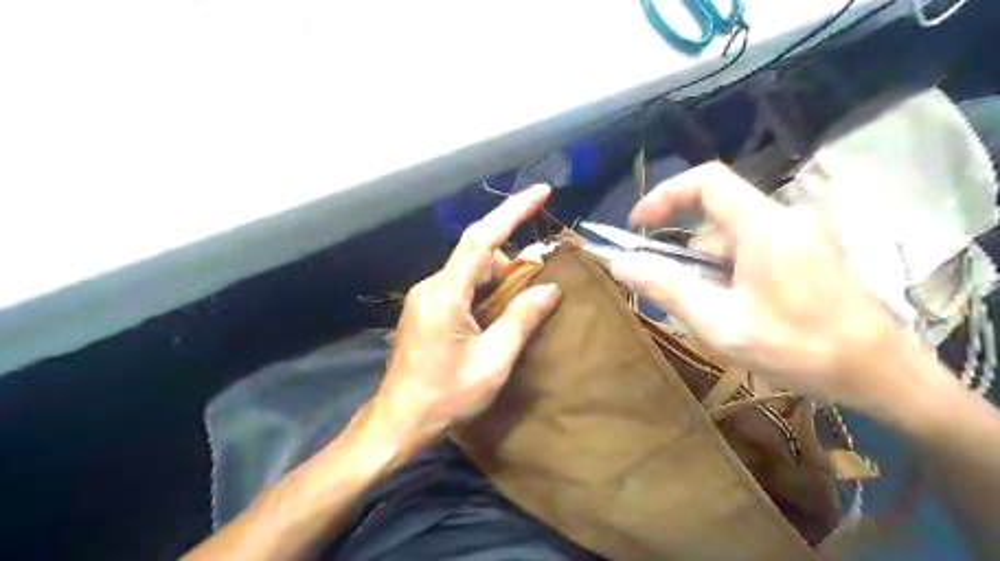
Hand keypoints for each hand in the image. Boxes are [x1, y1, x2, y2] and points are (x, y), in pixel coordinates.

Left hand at [374, 184, 561, 447]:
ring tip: (524, 302)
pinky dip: (485, 289)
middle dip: (513, 261)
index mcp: (445, 294)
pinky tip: (499, 311)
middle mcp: (432, 286)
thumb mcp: (492, 362)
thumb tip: (550, 289)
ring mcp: (425, 297)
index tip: (540, 191)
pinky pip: (461, 286)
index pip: (481, 239)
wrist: (398, 422)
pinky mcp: (426, 309)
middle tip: (541, 280)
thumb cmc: (445, 397)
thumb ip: (521, 320)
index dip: (512, 211)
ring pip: (470, 271)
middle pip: (478, 255)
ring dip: (500, 278)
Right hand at [614, 162, 912, 412]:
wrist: (882, 375)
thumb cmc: (800, 349)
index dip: (666, 195)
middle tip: (679, 296)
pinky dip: (732, 272)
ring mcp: (800, 234)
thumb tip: (620, 262)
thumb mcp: (721, 323)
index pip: (707, 181)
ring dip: (711, 270)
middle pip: (716, 218)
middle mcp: (784, 218)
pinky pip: (753, 248)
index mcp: (764, 226)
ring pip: (733, 238)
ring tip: (717, 315)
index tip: (638, 225)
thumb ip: (667, 289)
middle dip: (689, 255)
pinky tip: (741, 310)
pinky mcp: (808, 250)